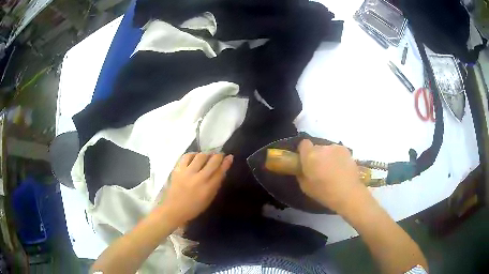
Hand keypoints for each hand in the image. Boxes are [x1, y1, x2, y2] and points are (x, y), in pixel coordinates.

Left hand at [161, 153, 232, 225]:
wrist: (174, 209)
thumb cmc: (193, 208)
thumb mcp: (209, 199)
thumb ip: (215, 185)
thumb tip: (221, 171)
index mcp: (208, 188)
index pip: (220, 171)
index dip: (226, 162)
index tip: (230, 157)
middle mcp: (199, 178)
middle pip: (212, 161)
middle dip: (218, 156)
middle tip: (220, 154)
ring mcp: (187, 173)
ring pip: (200, 156)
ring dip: (206, 154)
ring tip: (207, 156)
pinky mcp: (177, 170)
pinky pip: (186, 156)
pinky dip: (193, 154)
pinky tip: (195, 157)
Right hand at [297, 139, 366, 213]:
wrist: (348, 193)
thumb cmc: (324, 192)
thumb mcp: (305, 186)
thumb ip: (301, 173)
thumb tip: (302, 168)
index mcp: (310, 155)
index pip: (303, 144)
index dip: (304, 151)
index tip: (305, 160)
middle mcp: (322, 148)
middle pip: (316, 148)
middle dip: (317, 156)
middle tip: (319, 168)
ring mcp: (336, 148)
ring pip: (328, 150)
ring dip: (328, 157)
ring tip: (332, 170)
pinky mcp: (347, 151)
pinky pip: (338, 152)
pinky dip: (338, 158)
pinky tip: (341, 169)